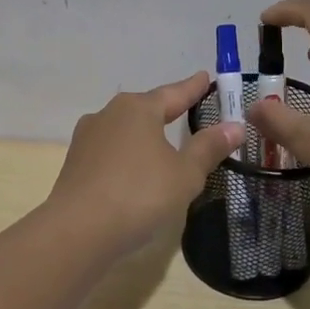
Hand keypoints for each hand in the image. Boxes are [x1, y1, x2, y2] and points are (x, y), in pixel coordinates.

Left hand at [46, 72, 243, 259]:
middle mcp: (109, 114)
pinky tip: (136, 172)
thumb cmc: (139, 194)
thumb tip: (234, 126)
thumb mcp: (185, 173)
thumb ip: (208, 148)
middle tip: (188, 110)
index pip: (174, 93)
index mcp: (137, 108)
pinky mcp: (75, 165)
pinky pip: (111, 153)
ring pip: (125, 131)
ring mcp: (87, 139)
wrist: (77, 232)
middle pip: (146, 109)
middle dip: (167, 110)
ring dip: (145, 136)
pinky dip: (128, 157)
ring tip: (163, 144)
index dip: (193, 88)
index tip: (206, 77)